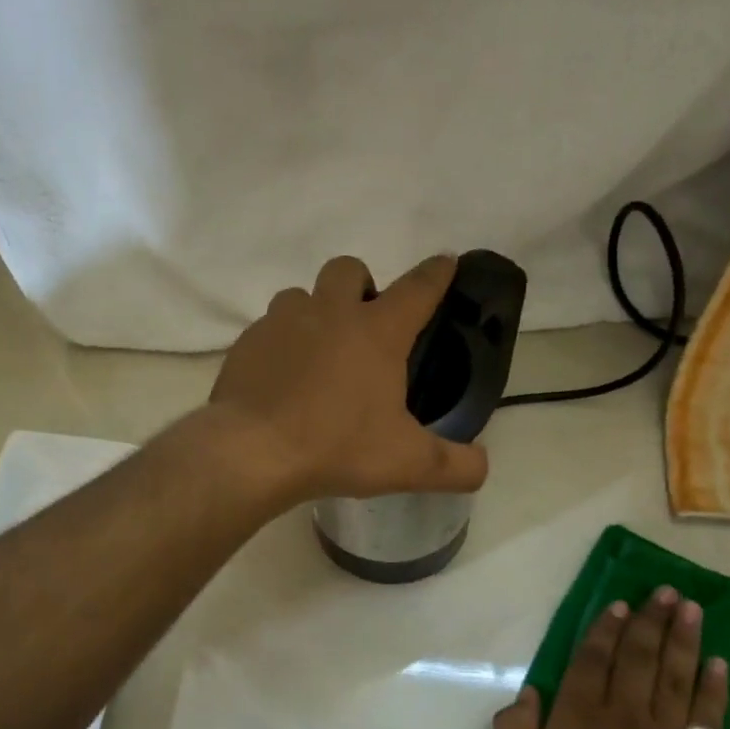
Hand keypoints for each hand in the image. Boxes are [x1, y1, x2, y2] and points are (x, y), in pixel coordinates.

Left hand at [205, 254, 489, 503]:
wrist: (251, 452)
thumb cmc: (337, 447)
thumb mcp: (407, 464)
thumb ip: (455, 466)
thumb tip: (482, 466)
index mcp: (377, 332)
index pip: (419, 288)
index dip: (437, 273)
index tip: (446, 262)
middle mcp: (329, 313)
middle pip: (349, 269)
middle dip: (362, 285)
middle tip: (365, 325)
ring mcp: (282, 322)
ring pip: (301, 295)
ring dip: (315, 311)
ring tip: (319, 352)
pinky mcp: (247, 342)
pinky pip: (268, 328)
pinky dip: (281, 343)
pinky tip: (281, 377)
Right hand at [492, 588, 728, 728]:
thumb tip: (529, 693)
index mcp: (579, 717)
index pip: (592, 659)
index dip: (605, 628)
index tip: (618, 603)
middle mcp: (624, 715)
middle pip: (639, 657)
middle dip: (650, 620)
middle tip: (664, 590)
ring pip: (674, 675)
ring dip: (683, 638)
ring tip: (690, 608)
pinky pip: (706, 714)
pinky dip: (713, 687)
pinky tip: (718, 663)